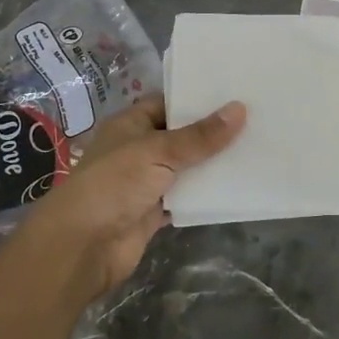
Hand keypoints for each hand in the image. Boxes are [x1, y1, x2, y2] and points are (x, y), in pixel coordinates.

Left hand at [18, 94, 245, 302]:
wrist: (82, 246)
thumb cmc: (114, 184)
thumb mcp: (158, 151)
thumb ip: (200, 136)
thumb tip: (240, 108)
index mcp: (130, 124)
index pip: (167, 103)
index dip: (196, 98)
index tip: (235, 92)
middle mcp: (138, 149)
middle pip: (180, 136)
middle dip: (211, 131)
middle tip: (255, 118)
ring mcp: (145, 182)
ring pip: (186, 168)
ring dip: (212, 164)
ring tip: (255, 148)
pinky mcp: (153, 212)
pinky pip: (186, 198)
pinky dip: (205, 195)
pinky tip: (236, 185)